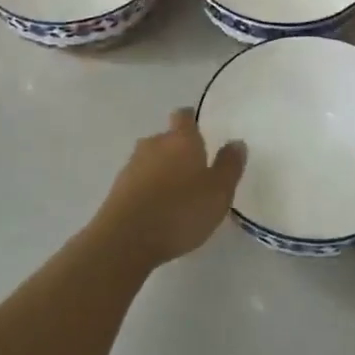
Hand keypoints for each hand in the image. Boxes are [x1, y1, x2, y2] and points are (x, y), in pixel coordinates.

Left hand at [96, 109, 246, 267]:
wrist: (125, 238)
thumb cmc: (180, 211)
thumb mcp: (218, 192)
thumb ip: (229, 165)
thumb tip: (236, 142)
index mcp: (181, 140)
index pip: (184, 116)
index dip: (191, 120)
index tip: (199, 131)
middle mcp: (154, 144)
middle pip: (166, 139)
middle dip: (178, 150)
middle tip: (194, 171)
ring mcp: (132, 165)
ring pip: (151, 160)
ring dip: (162, 170)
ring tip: (176, 194)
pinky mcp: (118, 188)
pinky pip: (138, 181)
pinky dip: (148, 188)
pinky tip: (157, 209)